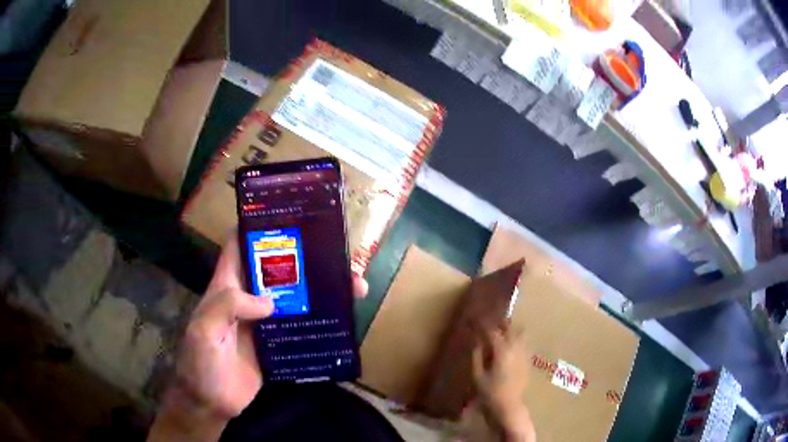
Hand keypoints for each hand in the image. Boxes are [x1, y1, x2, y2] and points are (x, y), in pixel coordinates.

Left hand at [148, 234, 367, 440]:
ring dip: (323, 289)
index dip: (259, 225)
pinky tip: (344, 316)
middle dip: (307, 257)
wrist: (212, 402)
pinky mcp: (279, 343)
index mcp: (228, 285)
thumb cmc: (200, 363)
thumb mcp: (204, 330)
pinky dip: (322, 318)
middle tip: (339, 254)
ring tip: (354, 286)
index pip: (240, 245)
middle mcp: (249, 297)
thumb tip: (270, 301)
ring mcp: (266, 321)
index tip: (290, 214)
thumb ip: (228, 307)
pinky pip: (302, 324)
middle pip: (279, 268)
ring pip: (297, 296)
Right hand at [472, 323, 535, 441]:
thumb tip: (476, 342)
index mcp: (501, 351)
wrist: (509, 406)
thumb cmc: (490, 392)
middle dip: (499, 322)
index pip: (492, 331)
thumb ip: (477, 356)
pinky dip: (517, 339)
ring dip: (510, 329)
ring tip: (501, 331)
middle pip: (509, 327)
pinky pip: (524, 343)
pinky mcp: (528, 360)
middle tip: (488, 322)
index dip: (482, 324)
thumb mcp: (477, 375)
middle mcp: (515, 348)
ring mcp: (524, 353)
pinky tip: (510, 345)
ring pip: (520, 333)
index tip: (474, 320)